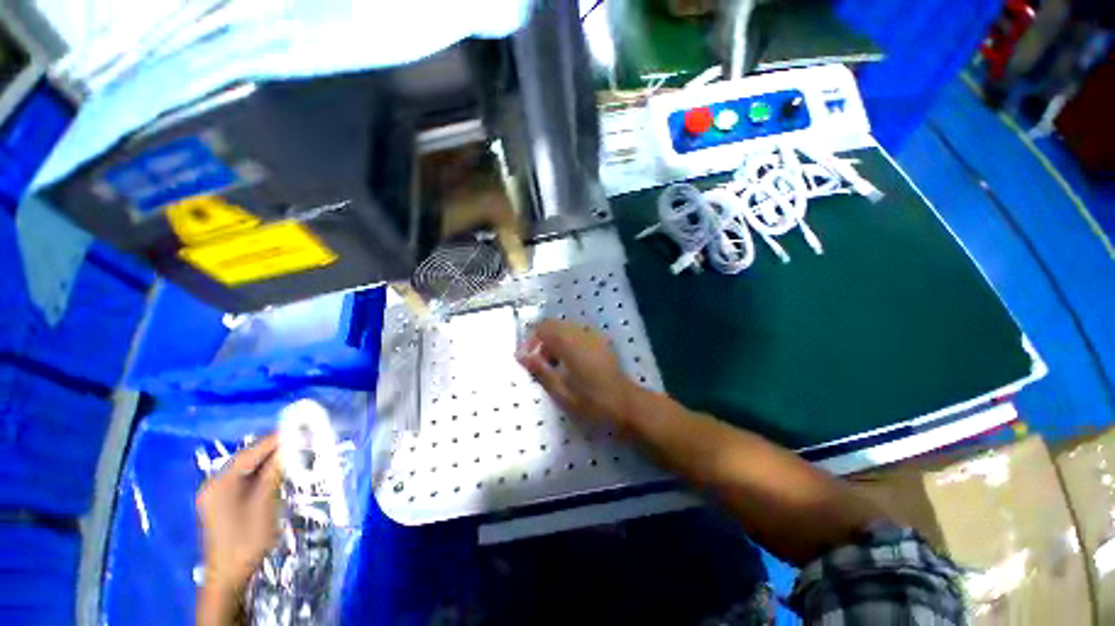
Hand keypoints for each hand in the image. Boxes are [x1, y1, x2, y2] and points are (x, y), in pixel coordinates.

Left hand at [196, 435, 282, 597]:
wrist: (229, 575)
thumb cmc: (246, 538)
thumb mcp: (264, 503)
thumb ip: (273, 473)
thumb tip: (288, 448)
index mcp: (220, 483)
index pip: (249, 454)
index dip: (273, 441)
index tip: (296, 430)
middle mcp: (214, 485)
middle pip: (246, 461)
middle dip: (271, 452)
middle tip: (298, 442)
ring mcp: (216, 496)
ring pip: (246, 472)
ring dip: (268, 464)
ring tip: (292, 455)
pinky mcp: (222, 505)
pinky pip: (243, 482)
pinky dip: (261, 476)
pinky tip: (276, 475)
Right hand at [517, 319, 641, 429]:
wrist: (626, 404)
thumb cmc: (592, 402)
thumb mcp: (561, 392)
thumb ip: (540, 370)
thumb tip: (520, 355)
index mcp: (570, 343)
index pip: (543, 327)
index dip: (531, 340)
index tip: (528, 360)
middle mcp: (581, 333)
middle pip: (553, 325)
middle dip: (542, 341)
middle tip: (541, 365)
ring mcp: (593, 335)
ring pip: (565, 329)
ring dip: (555, 342)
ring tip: (555, 367)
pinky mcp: (600, 341)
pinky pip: (577, 334)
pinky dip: (567, 343)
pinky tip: (571, 364)